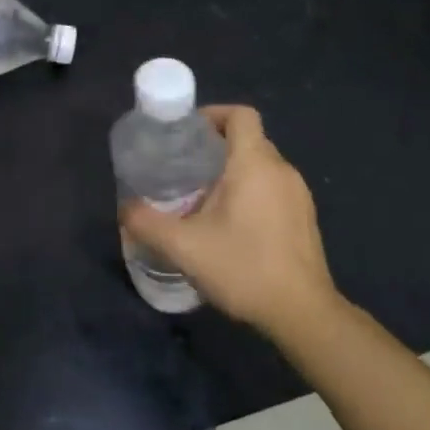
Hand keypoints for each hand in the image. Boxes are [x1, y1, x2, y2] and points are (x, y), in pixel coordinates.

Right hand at [120, 105, 340, 346]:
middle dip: (215, 146)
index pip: (240, 115)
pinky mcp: (305, 219)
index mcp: (255, 164)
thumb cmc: (243, 268)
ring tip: (201, 197)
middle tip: (183, 168)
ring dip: (233, 171)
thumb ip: (146, 223)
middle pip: (248, 139)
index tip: (186, 133)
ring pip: (261, 166)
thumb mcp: (183, 246)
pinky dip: (250, 192)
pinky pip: (273, 188)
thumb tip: (125, 208)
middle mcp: (282, 171)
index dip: (213, 114)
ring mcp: (299, 196)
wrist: (302, 314)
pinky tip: (230, 225)